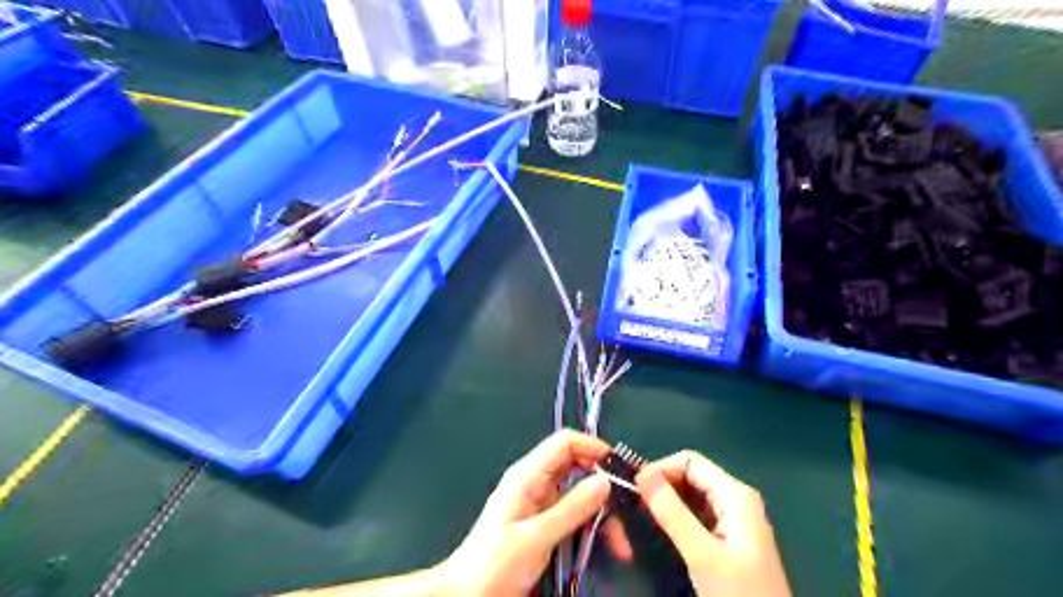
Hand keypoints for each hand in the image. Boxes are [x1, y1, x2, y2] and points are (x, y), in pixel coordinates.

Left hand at [437, 432, 629, 596]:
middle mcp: (536, 483)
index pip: (564, 443)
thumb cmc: (495, 563)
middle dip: (603, 485)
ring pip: (581, 495)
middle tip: (627, 508)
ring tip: (620, 544)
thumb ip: (571, 509)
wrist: (468, 596)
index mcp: (527, 475)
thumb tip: (605, 481)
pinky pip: (576, 516)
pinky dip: (594, 528)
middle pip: (577, 468)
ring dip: (603, 514)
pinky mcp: (546, 524)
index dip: (592, 448)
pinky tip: (608, 547)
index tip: (620, 468)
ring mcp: (542, 504)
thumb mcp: (536, 537)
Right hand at [635, 453, 791, 596]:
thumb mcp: (702, 554)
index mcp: (735, 494)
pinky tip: (663, 528)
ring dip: (667, 500)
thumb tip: (641, 474)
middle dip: (662, 484)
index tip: (634, 488)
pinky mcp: (729, 537)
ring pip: (692, 494)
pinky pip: (697, 513)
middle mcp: (736, 499)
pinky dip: (677, 515)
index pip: (689, 461)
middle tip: (634, 503)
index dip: (660, 469)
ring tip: (642, 513)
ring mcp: (734, 519)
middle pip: (691, 475)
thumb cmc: (739, 594)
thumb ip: (672, 512)